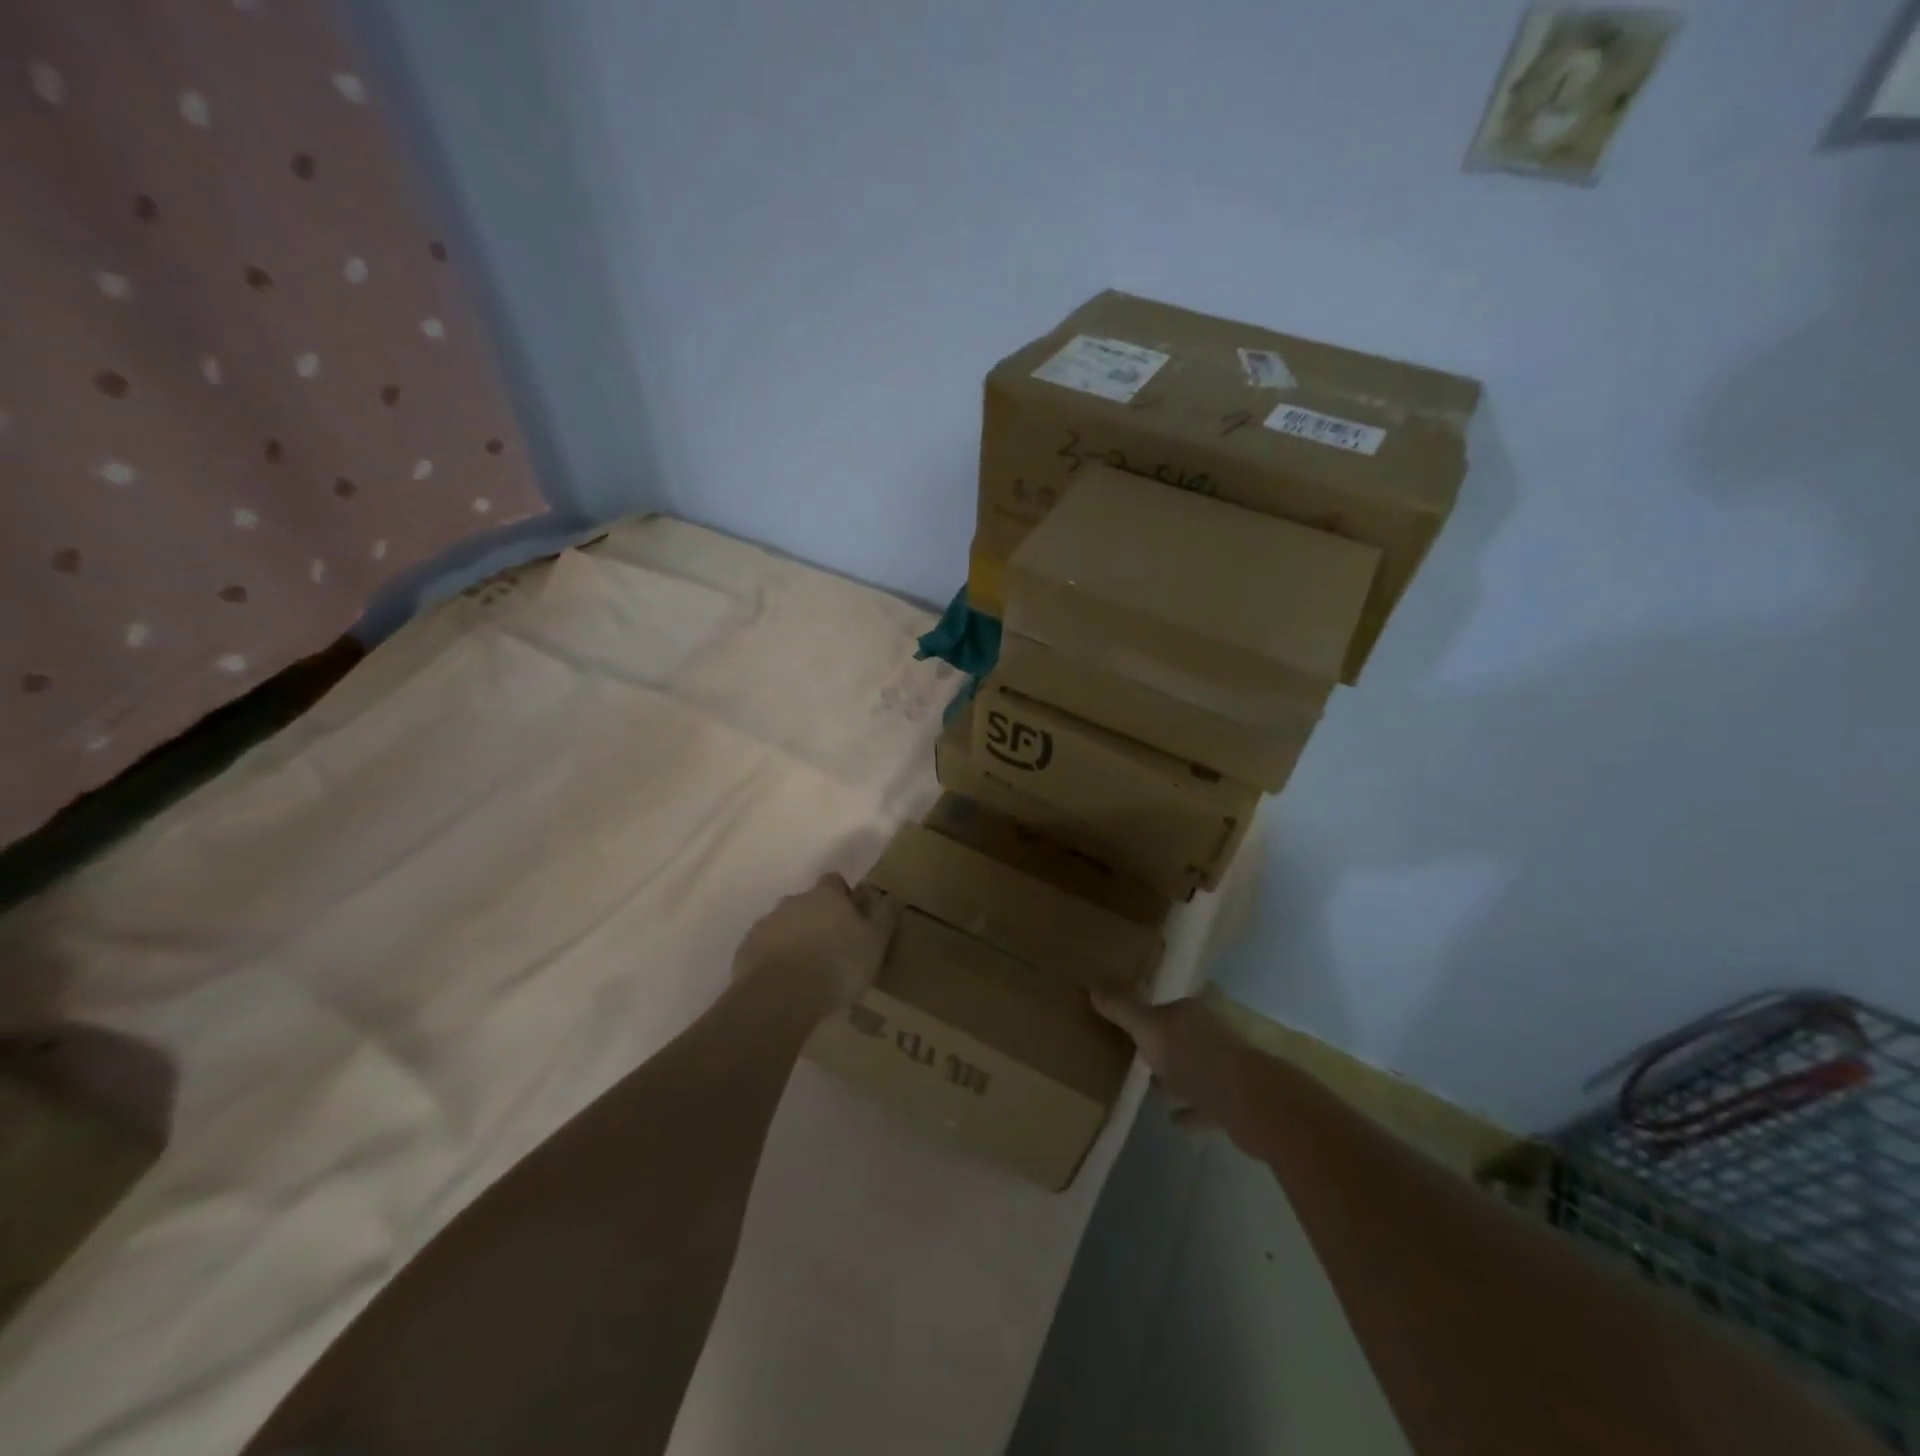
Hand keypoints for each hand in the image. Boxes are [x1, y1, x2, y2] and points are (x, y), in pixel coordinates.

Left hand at [734, 873, 896, 1011]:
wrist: (780, 996)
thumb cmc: (837, 965)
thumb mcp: (874, 943)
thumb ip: (883, 917)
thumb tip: (889, 895)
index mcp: (826, 896)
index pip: (834, 881)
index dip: (843, 896)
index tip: (851, 917)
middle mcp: (793, 902)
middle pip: (807, 904)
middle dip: (817, 920)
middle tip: (832, 949)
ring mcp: (766, 925)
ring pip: (784, 926)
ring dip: (794, 940)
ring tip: (807, 971)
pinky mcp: (745, 951)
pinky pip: (764, 950)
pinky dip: (774, 960)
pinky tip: (784, 984)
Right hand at [1091, 993, 1259, 1136]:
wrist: (1248, 1103)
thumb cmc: (1194, 1057)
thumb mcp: (1148, 1028)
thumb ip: (1121, 1009)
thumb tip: (1090, 985)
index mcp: (1189, 1013)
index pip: (1163, 1008)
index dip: (1143, 1016)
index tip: (1123, 1028)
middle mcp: (1208, 1034)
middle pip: (1177, 1038)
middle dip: (1158, 1047)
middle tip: (1130, 1058)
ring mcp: (1222, 1069)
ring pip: (1190, 1070)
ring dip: (1173, 1078)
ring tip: (1148, 1089)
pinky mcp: (1230, 1102)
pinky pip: (1202, 1104)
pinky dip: (1188, 1110)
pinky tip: (1172, 1120)